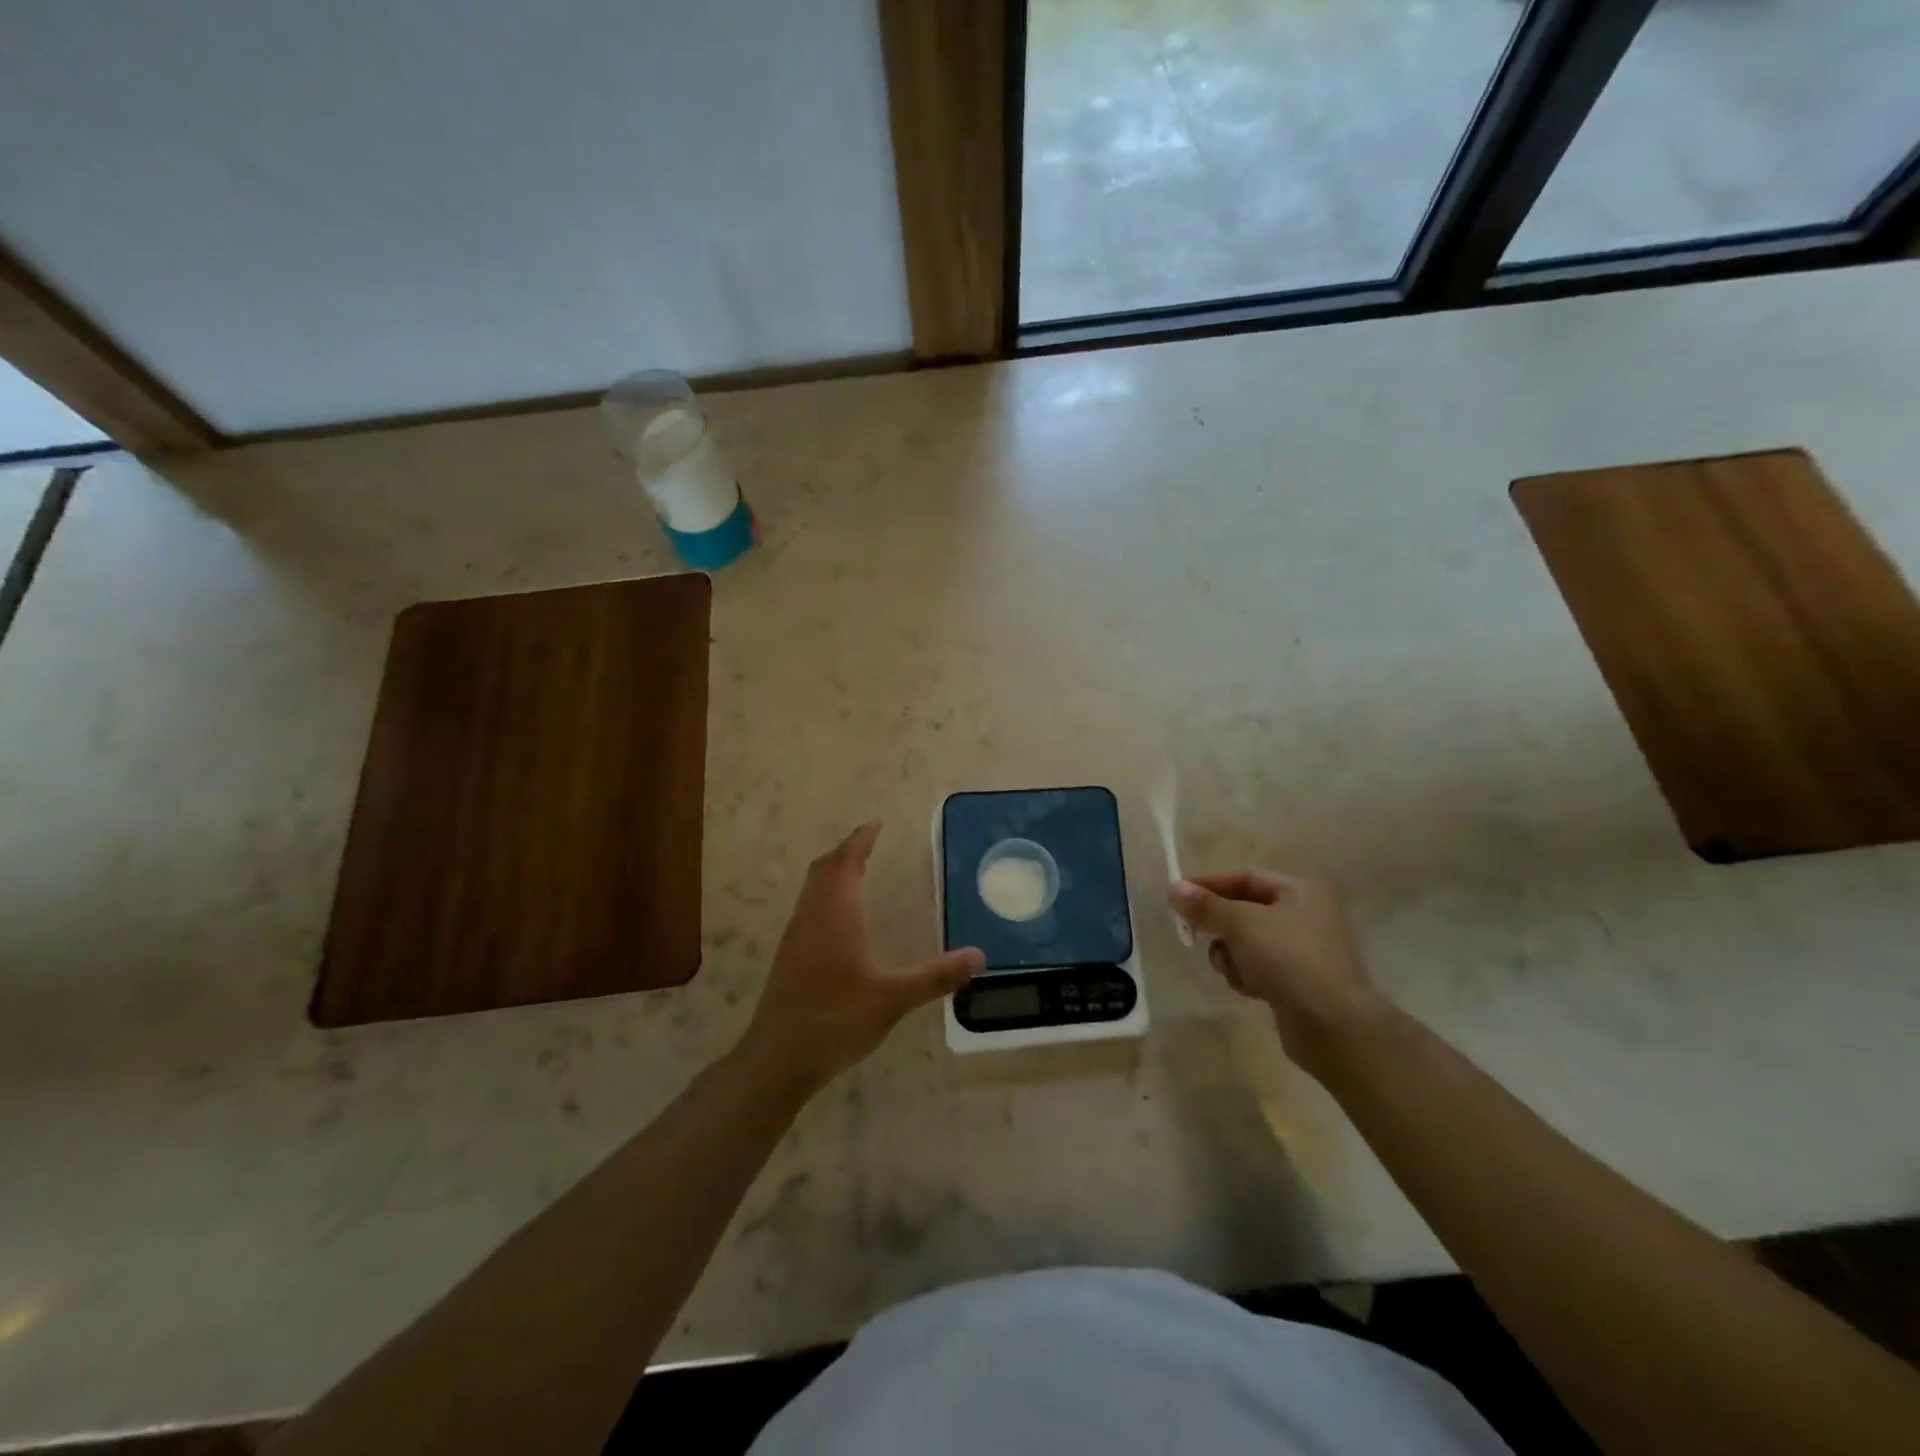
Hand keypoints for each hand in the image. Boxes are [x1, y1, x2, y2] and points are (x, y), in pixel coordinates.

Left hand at [739, 823, 982, 1092]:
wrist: (776, 1059)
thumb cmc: (835, 1020)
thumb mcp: (893, 999)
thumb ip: (936, 977)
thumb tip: (978, 957)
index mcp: (835, 915)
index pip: (845, 862)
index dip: (860, 840)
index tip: (875, 824)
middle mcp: (811, 917)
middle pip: (824, 869)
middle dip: (845, 851)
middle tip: (868, 843)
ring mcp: (795, 938)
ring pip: (811, 889)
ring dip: (831, 872)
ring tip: (854, 872)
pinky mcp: (787, 958)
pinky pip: (807, 908)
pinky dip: (823, 895)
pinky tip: (837, 920)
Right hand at [1170, 870, 1380, 1067]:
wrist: (1332, 1024)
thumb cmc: (1288, 959)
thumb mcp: (1241, 924)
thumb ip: (1206, 905)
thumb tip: (1174, 888)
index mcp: (1300, 891)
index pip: (1244, 877)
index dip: (1209, 884)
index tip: (1177, 895)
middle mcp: (1306, 915)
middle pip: (1244, 910)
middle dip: (1219, 924)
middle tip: (1192, 933)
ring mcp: (1303, 951)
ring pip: (1247, 942)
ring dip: (1230, 953)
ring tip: (1229, 967)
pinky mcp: (1297, 982)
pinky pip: (1258, 968)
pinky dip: (1246, 975)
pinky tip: (1249, 989)